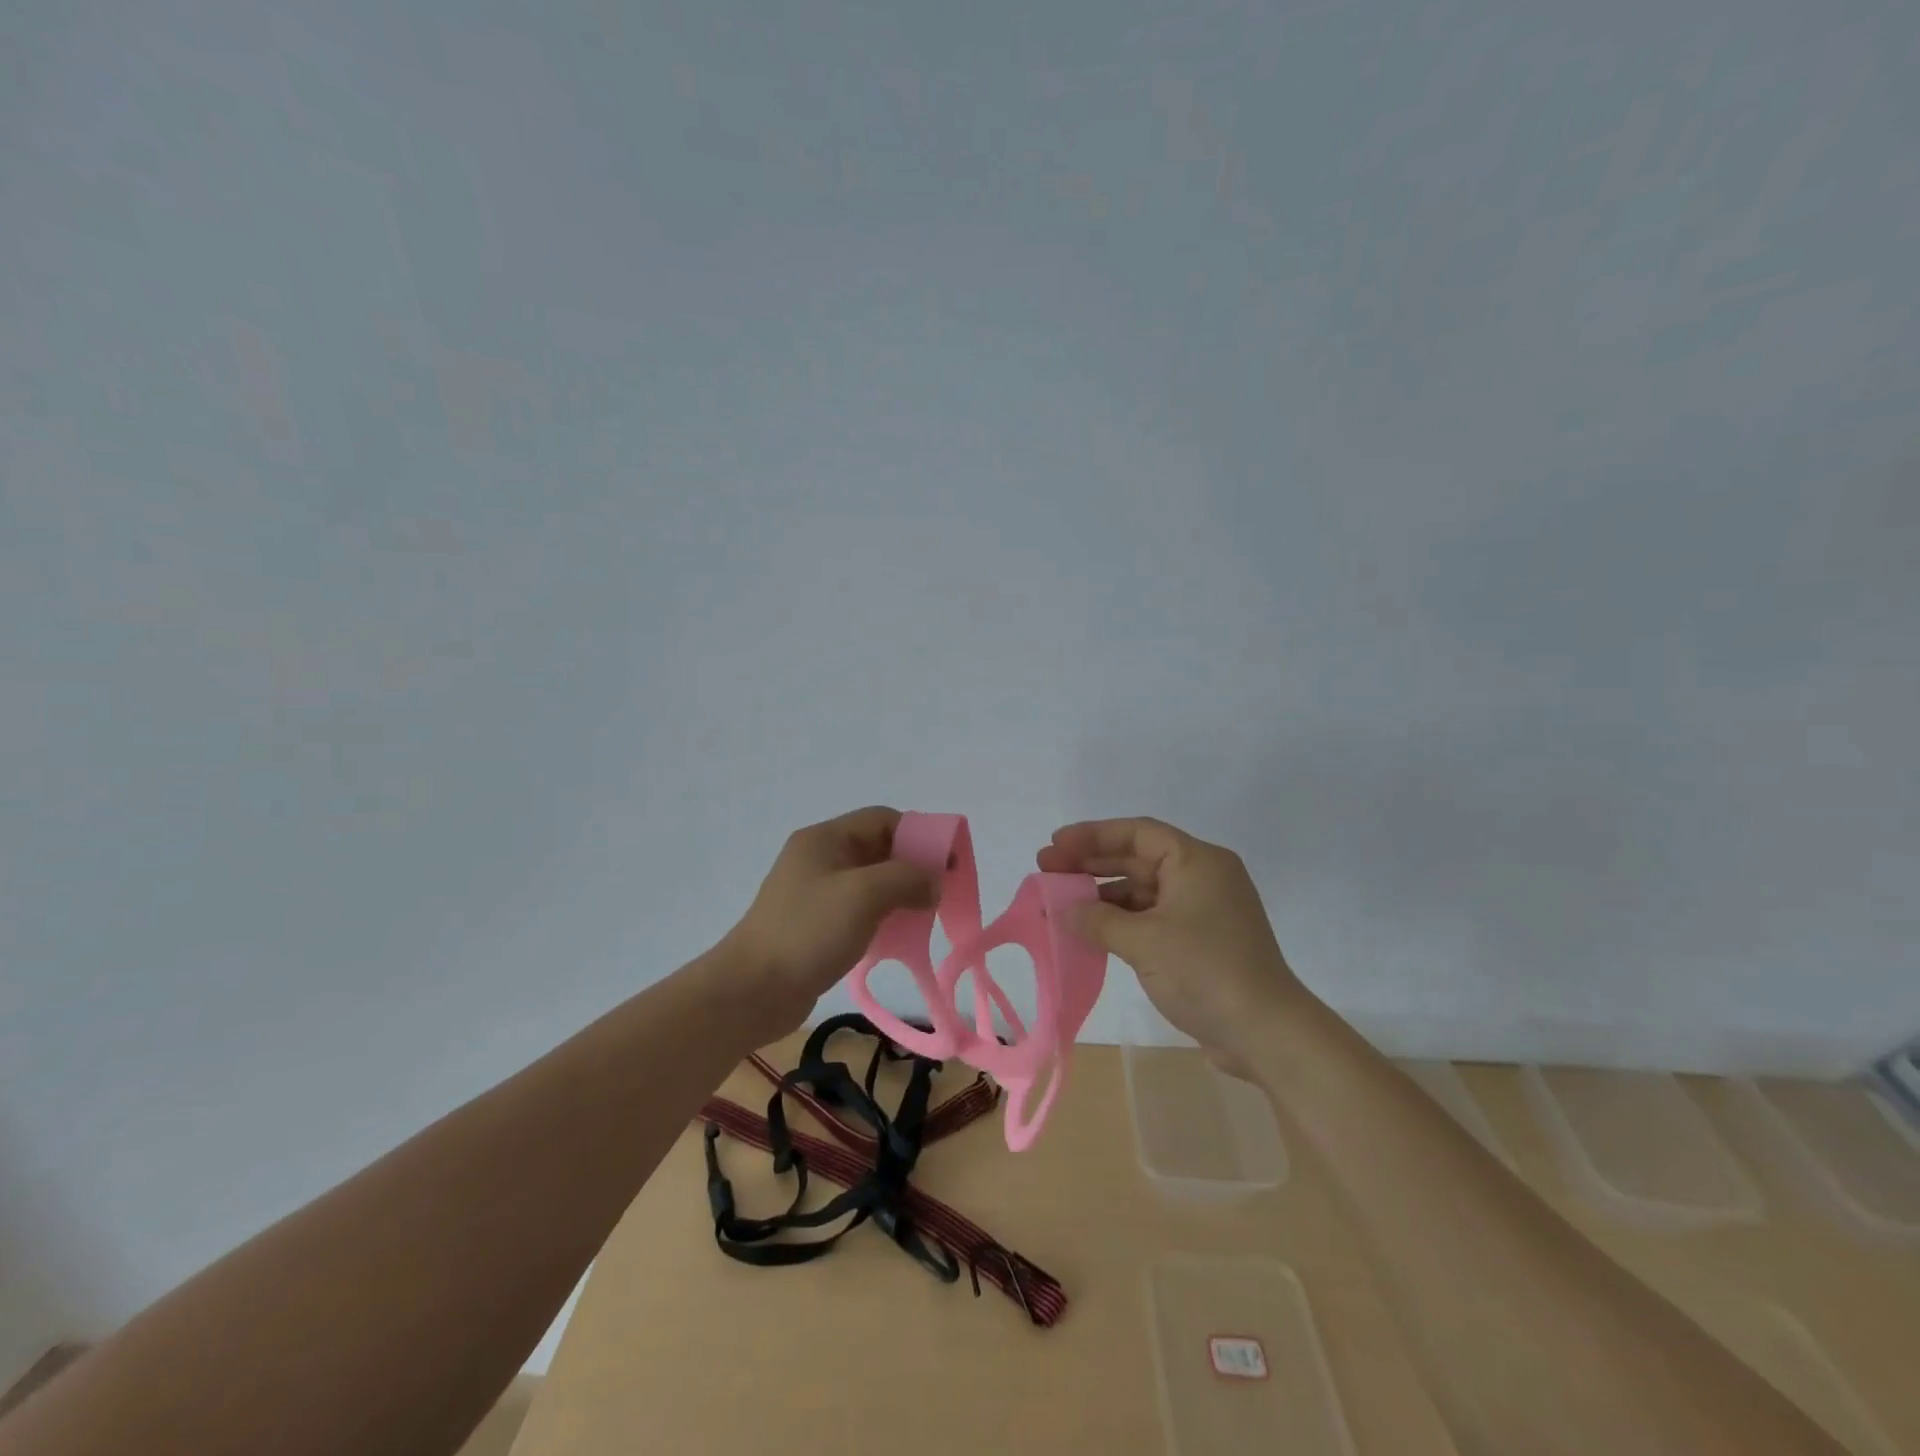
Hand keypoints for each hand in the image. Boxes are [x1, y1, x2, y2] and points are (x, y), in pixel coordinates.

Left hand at [719, 806, 938, 1046]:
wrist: (752, 991)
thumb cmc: (808, 932)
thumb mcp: (864, 894)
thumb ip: (906, 878)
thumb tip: (932, 883)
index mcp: (825, 839)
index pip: (883, 819)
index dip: (919, 834)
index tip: (948, 862)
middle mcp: (820, 858)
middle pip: (878, 849)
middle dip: (913, 866)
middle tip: (941, 891)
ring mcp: (816, 892)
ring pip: (871, 881)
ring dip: (900, 893)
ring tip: (925, 915)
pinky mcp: (816, 924)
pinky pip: (860, 909)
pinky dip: (883, 916)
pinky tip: (899, 936)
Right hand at [1037, 817, 1310, 1074]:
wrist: (1266, 1033)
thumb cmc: (1206, 972)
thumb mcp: (1144, 942)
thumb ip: (1098, 920)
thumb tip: (1063, 910)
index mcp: (1197, 861)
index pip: (1137, 833)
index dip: (1092, 835)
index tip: (1055, 844)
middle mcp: (1202, 877)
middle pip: (1137, 858)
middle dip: (1091, 863)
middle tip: (1046, 870)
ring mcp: (1202, 910)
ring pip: (1143, 890)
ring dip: (1103, 895)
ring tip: (1060, 904)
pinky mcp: (1200, 940)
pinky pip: (1152, 917)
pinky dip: (1121, 920)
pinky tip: (1091, 930)